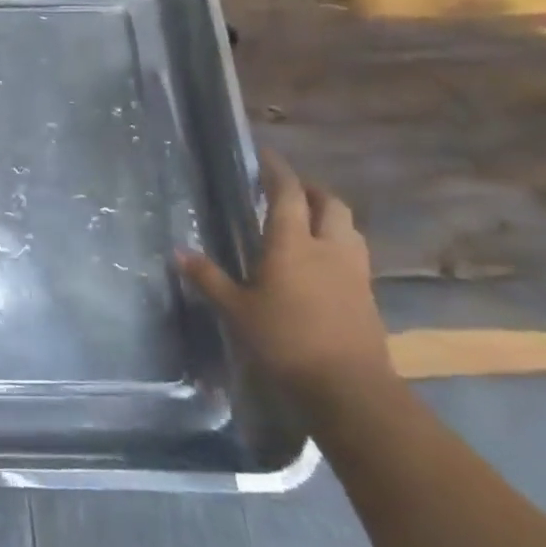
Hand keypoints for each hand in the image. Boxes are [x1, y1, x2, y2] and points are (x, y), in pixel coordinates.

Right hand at [176, 150, 394, 413]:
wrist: (350, 389)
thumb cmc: (285, 341)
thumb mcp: (236, 310)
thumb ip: (208, 278)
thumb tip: (177, 252)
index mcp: (292, 243)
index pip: (288, 193)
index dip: (277, 170)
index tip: (266, 156)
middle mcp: (328, 248)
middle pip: (329, 204)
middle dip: (310, 191)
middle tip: (290, 191)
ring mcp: (354, 272)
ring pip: (348, 228)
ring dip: (330, 217)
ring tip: (309, 223)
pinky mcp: (368, 297)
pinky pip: (354, 256)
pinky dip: (339, 246)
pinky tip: (323, 263)